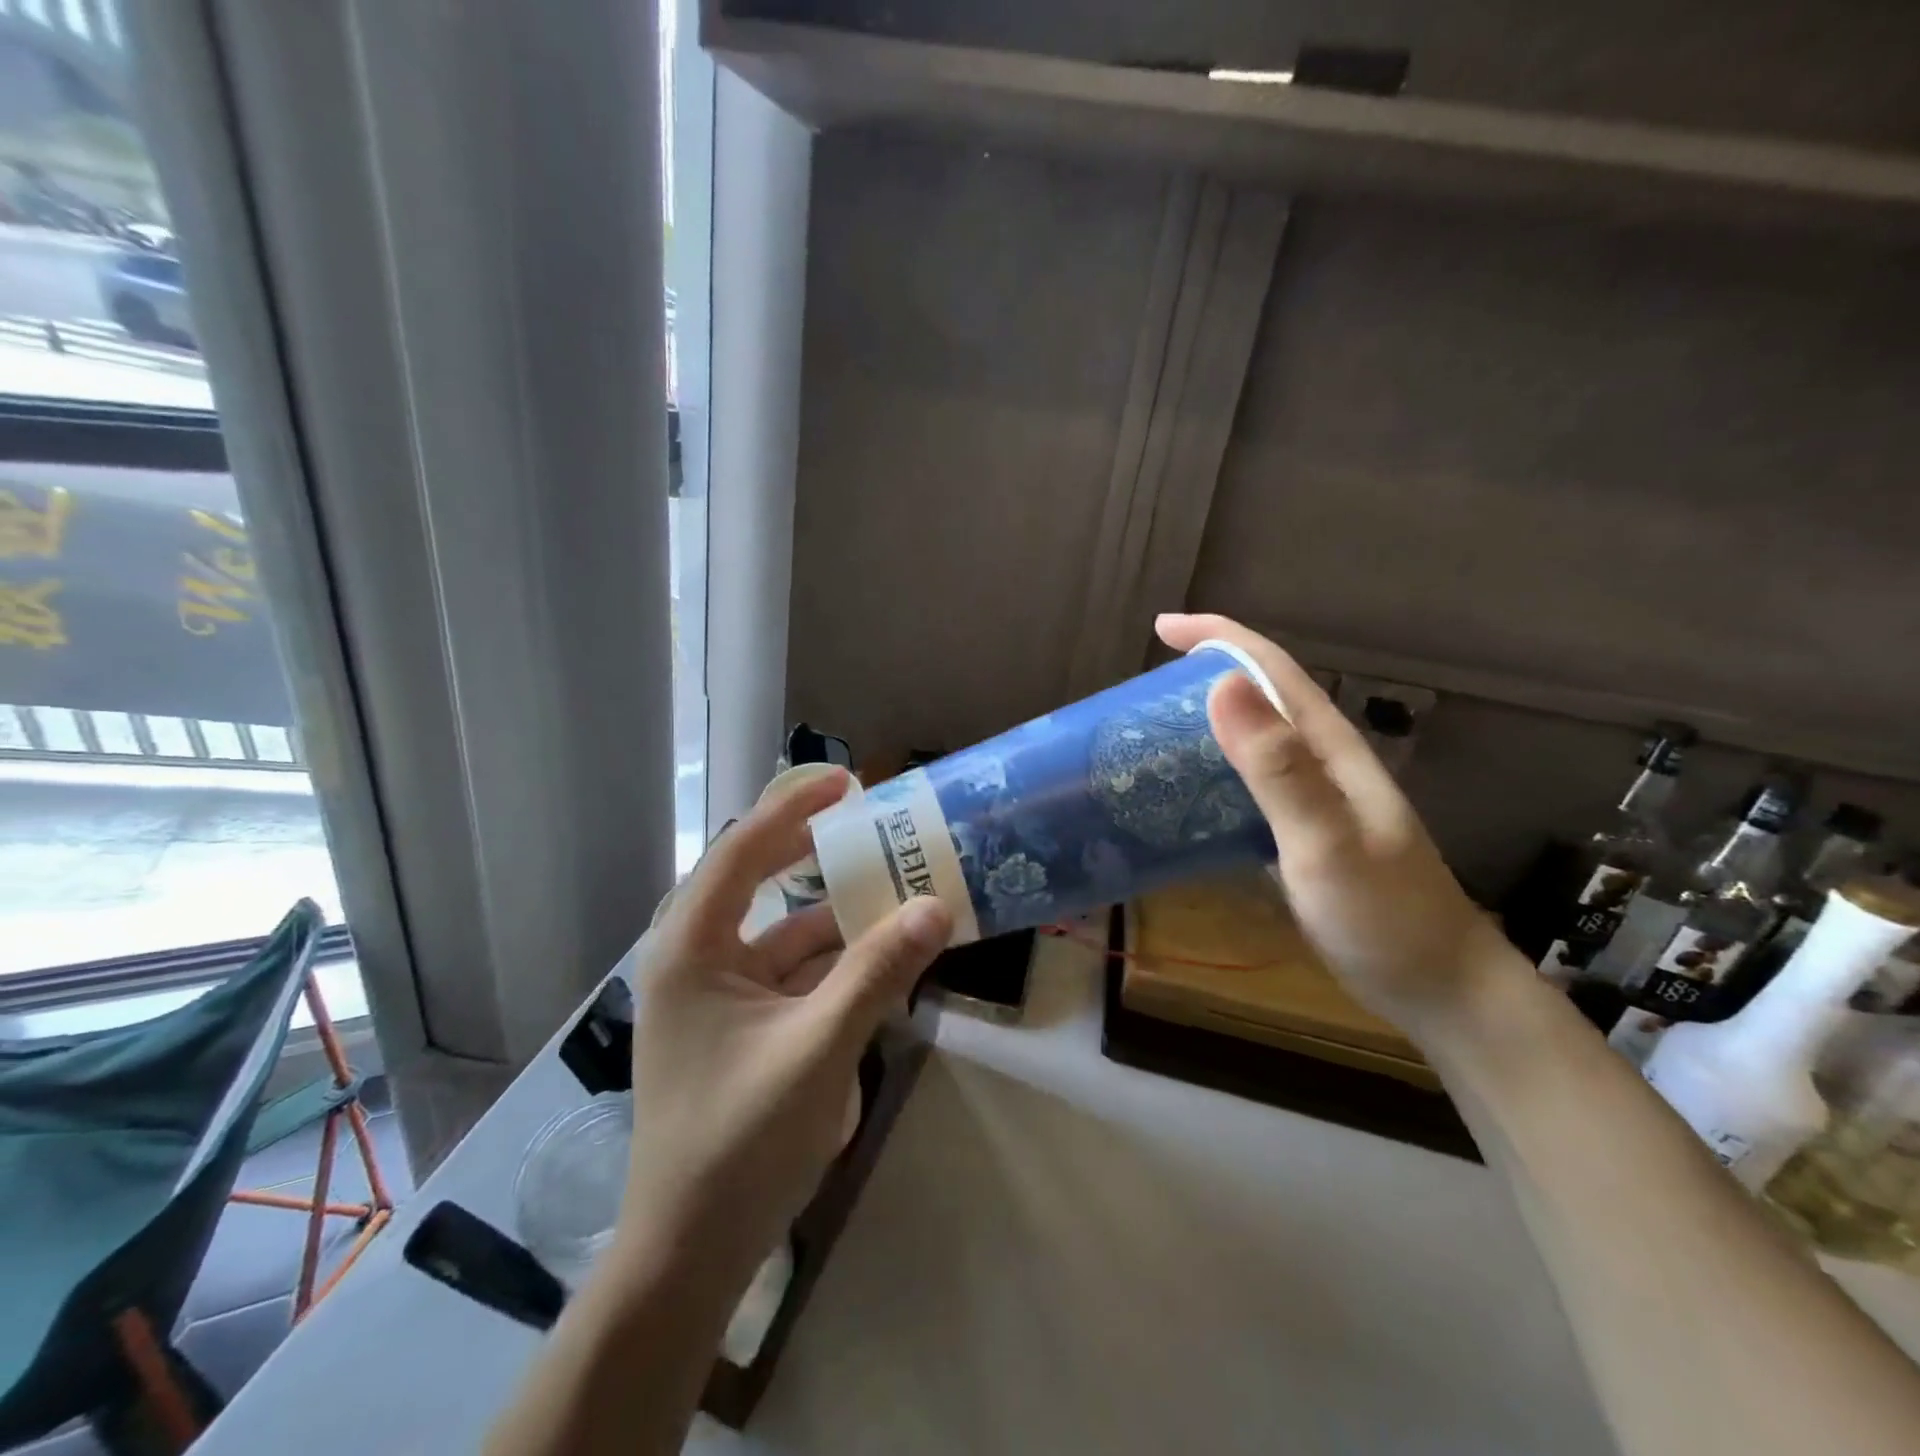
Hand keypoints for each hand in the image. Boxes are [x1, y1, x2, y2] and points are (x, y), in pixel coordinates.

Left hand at [617, 769, 950, 1285]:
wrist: (688, 1253)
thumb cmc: (739, 1143)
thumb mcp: (818, 1049)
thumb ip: (877, 973)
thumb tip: (937, 907)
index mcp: (690, 947)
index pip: (742, 850)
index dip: (794, 808)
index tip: (846, 780)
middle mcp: (695, 956)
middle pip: (756, 878)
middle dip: (811, 847)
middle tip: (867, 817)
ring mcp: (716, 991)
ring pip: (780, 928)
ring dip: (833, 909)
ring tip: (891, 883)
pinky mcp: (737, 1022)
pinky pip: (789, 969)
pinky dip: (831, 956)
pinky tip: (878, 951)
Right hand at [1156, 613, 1520, 1038]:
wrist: (1437, 987)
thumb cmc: (1384, 916)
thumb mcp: (1326, 842)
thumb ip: (1279, 769)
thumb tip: (1220, 686)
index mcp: (1328, 747)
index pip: (1271, 669)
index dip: (1218, 637)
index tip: (1163, 627)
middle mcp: (1319, 762)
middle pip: (1257, 697)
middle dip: (1200, 677)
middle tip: (1138, 692)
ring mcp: (1311, 799)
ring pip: (1248, 742)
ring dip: (1200, 726)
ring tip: (1144, 736)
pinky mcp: (1298, 834)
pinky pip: (1244, 786)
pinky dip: (1208, 776)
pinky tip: (1178, 796)